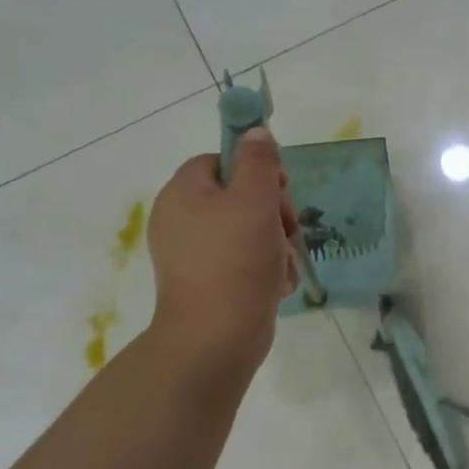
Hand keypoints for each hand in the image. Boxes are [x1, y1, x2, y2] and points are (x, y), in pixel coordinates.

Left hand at [145, 128, 298, 376]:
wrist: (217, 338)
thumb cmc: (235, 262)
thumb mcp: (255, 201)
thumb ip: (259, 162)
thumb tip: (256, 131)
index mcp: (183, 194)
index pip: (220, 161)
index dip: (255, 169)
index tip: (281, 188)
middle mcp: (182, 221)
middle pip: (240, 197)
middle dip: (273, 213)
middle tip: (287, 230)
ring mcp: (194, 256)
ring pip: (250, 232)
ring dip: (276, 245)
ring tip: (280, 266)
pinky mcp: (210, 283)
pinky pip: (245, 262)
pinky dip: (266, 270)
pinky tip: (275, 285)